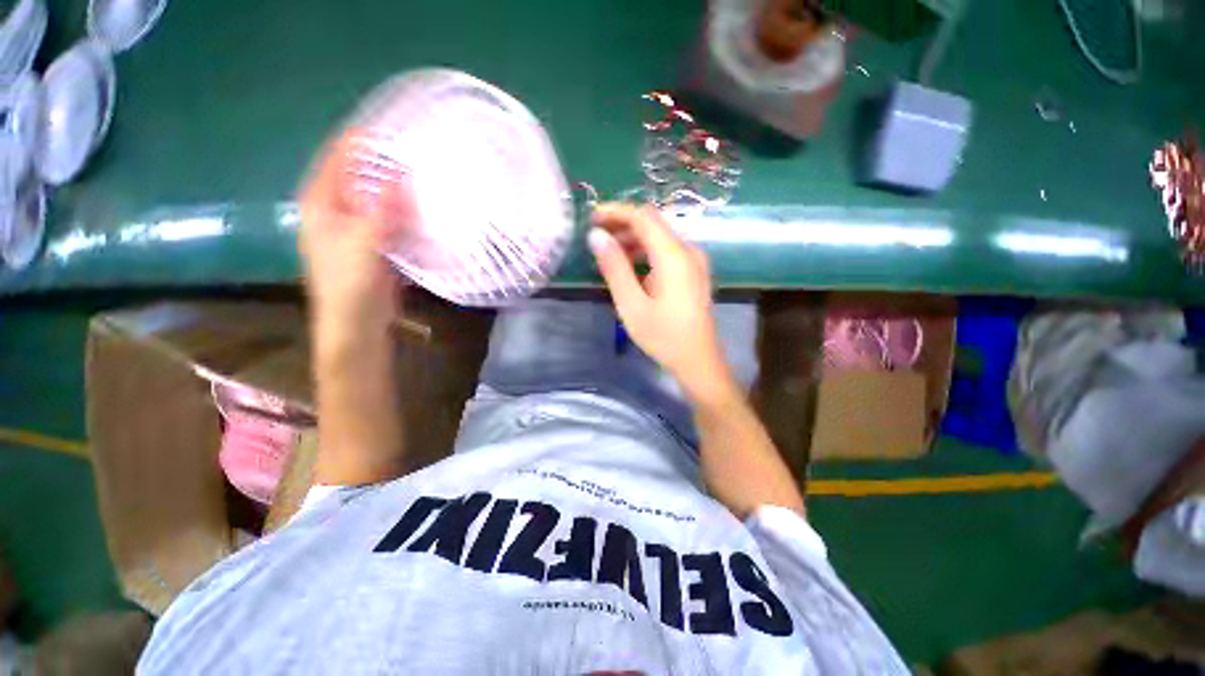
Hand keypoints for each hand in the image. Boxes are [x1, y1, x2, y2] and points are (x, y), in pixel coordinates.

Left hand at [298, 131, 409, 338]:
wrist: (357, 325)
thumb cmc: (350, 285)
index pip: (340, 157)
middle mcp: (336, 209)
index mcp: (322, 202)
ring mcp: (356, 228)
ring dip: (400, 189)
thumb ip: (382, 210)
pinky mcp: (375, 245)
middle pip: (361, 175)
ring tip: (429, 176)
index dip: (364, 140)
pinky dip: (407, 213)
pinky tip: (428, 210)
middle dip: (387, 163)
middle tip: (420, 152)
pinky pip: (392, 220)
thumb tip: (401, 175)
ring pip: (379, 198)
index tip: (396, 128)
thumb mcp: (365, 244)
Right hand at [589, 202, 735, 403]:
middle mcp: (688, 251)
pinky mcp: (694, 272)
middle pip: (653, 223)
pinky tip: (630, 267)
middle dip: (623, 224)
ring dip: (634, 239)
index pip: (643, 217)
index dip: (616, 211)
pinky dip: (646, 252)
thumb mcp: (632, 305)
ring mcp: (694, 261)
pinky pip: (667, 251)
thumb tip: (596, 236)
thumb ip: (614, 267)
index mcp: (674, 256)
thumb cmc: (663, 336)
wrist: (698, 360)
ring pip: (660, 237)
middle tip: (596, 237)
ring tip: (608, 253)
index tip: (592, 218)